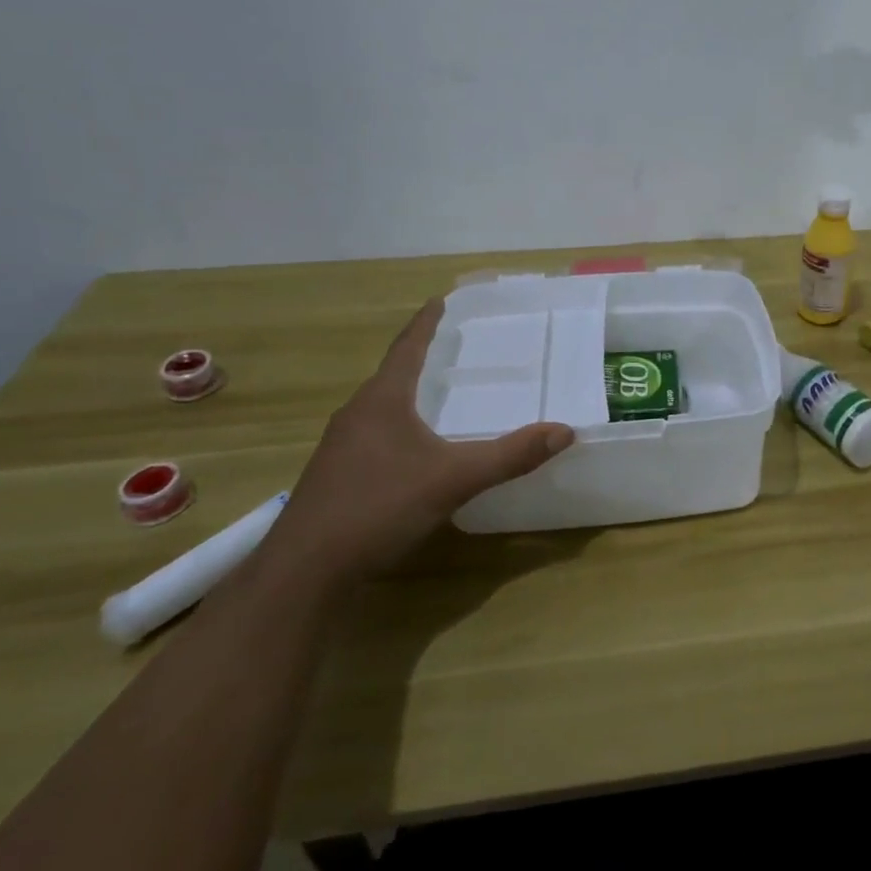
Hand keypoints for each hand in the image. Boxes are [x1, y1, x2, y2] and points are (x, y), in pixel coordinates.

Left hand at [264, 300, 574, 590]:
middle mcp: (357, 414)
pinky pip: (374, 433)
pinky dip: (400, 424)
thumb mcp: (453, 479)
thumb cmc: (378, 507)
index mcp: (382, 401)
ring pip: (381, 406)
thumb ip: (509, 455)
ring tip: (438, 391)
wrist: (305, 571)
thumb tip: (564, 431)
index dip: (426, 323)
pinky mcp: (337, 475)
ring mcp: (341, 446)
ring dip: (409, 392)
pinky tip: (415, 447)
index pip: (407, 348)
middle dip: (421, 357)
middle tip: (453, 345)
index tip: (440, 299)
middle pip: (392, 374)